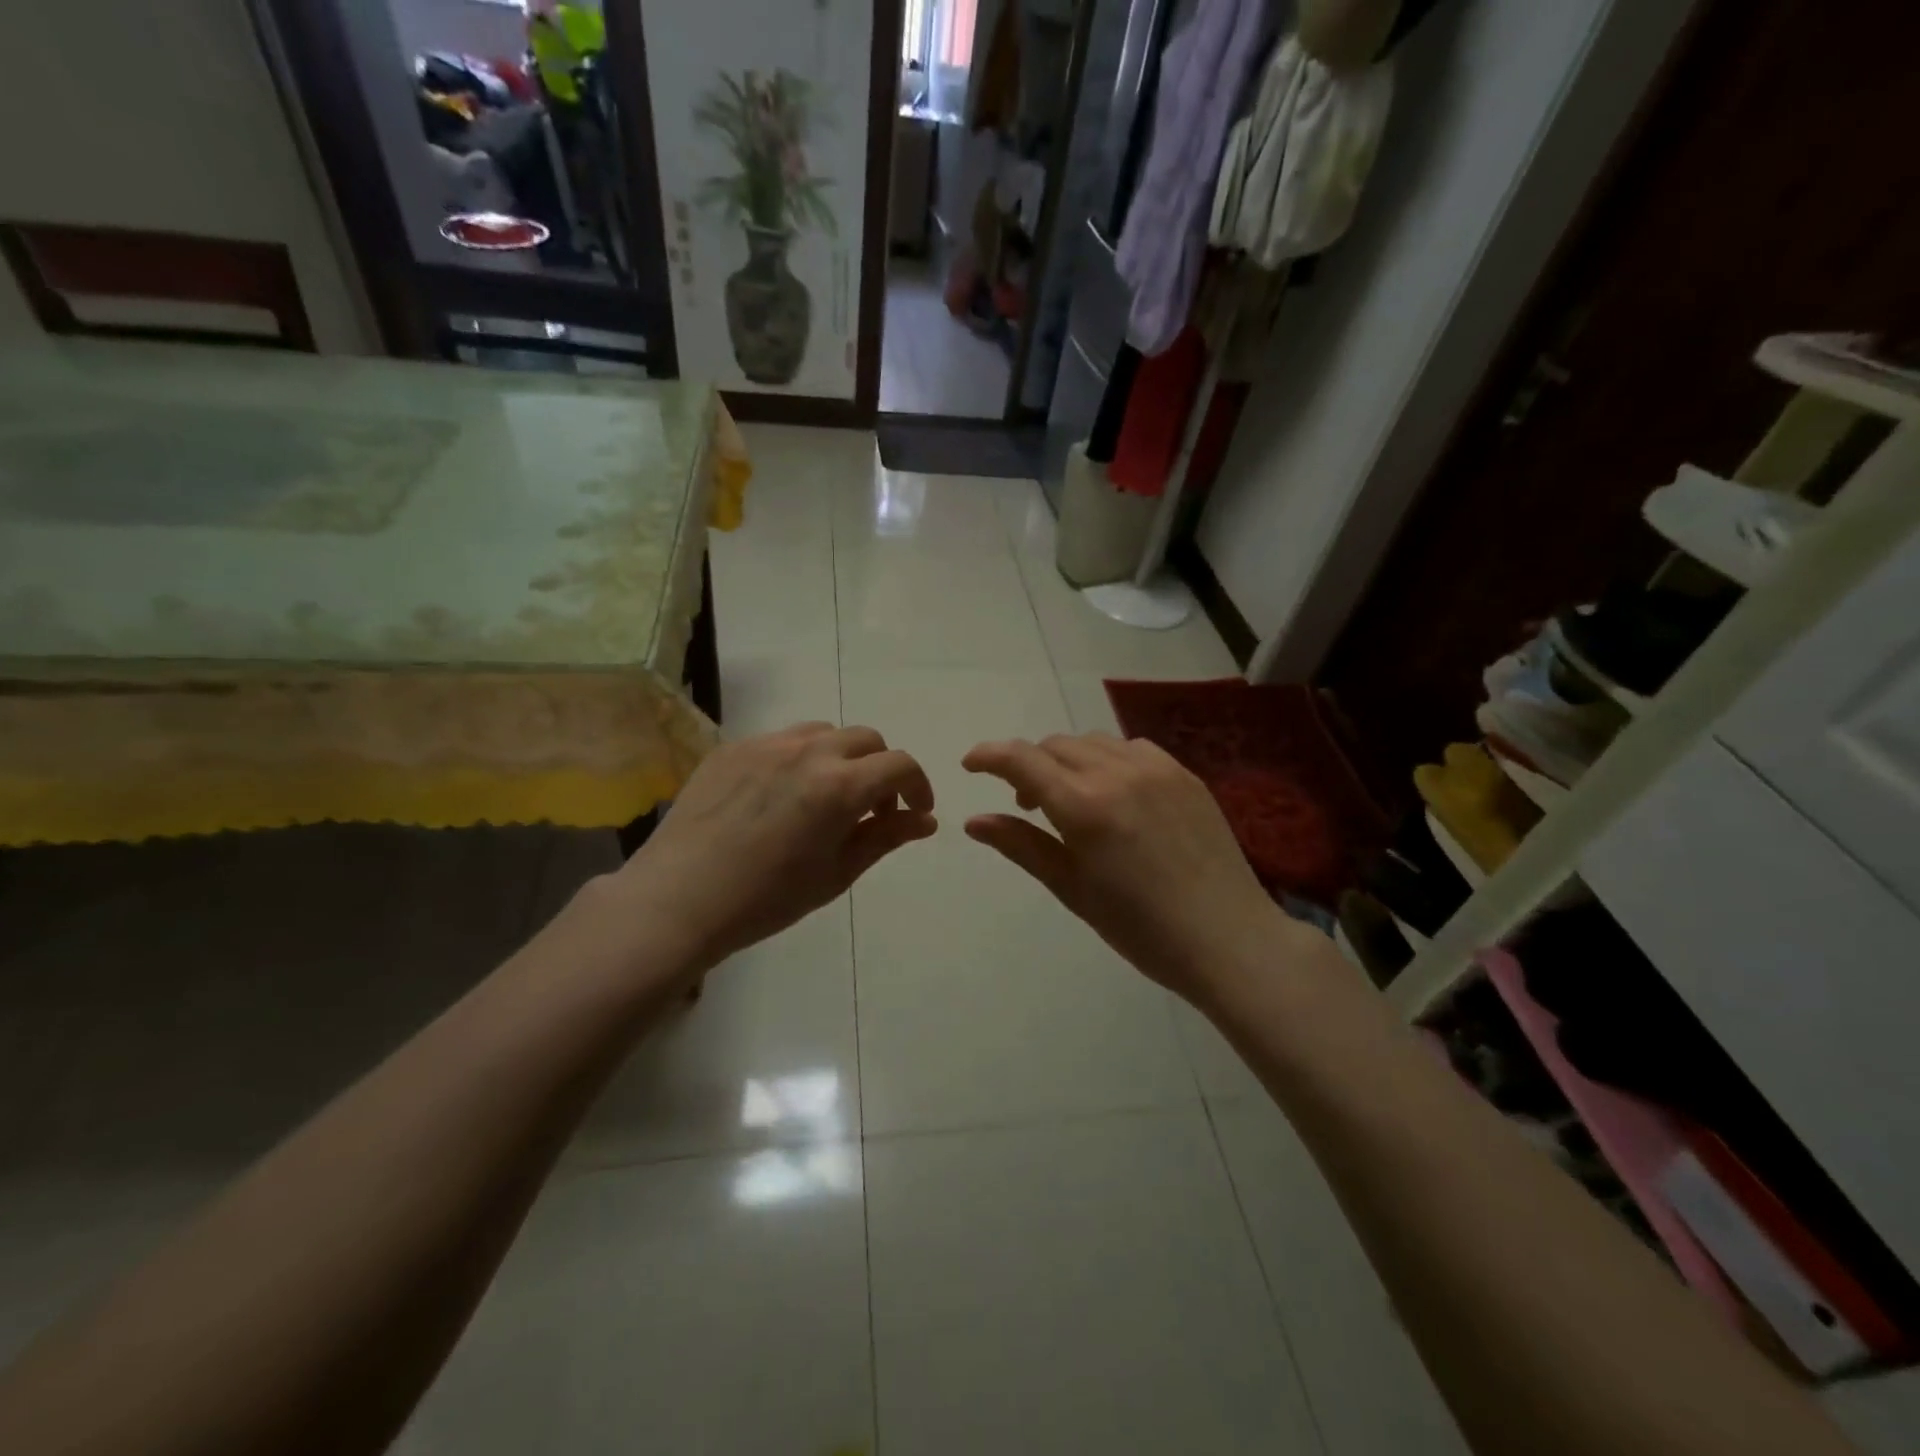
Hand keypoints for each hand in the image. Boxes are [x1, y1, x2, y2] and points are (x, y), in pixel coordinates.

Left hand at [609, 723, 935, 972]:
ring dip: (841, 758)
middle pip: (866, 739)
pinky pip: (781, 740)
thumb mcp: (837, 873)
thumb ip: (885, 837)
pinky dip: (799, 758)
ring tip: (826, 797)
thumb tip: (925, 820)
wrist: (679, 898)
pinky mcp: (732, 748)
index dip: (917, 786)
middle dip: (881, 770)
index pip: (899, 765)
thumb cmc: (767, 898)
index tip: (915, 812)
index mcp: (840, 785)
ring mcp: (766, 743)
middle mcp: (808, 750)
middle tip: (870, 810)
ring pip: (823, 733)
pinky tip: (781, 796)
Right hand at [962, 733, 1297, 1000]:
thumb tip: (973, 821)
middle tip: (1027, 803)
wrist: (1228, 938)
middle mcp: (1117, 773)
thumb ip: (1021, 846)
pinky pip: (1132, 748)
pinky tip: (1115, 794)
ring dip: (1068, 761)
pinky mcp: (1185, 774)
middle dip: (1029, 765)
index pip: (1022, 760)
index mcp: (1084, 805)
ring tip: (1071, 799)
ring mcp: (1156, 768)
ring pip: (1093, 743)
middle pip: (1055, 746)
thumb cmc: (1140, 928)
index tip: (971, 764)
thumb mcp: (1072, 889)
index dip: (989, 755)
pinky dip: (1108, 760)